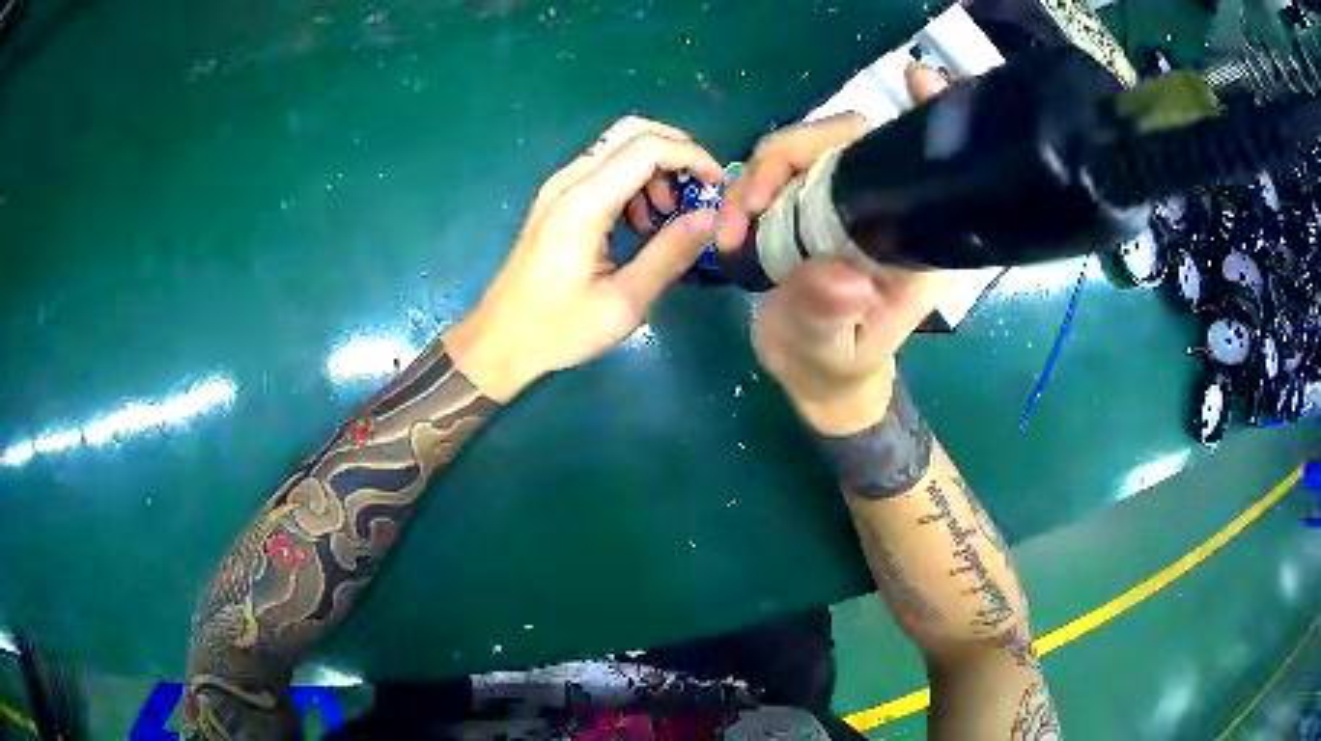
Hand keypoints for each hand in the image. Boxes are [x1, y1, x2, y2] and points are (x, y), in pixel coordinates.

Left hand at [445, 116, 723, 401]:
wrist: (500, 340)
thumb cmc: (558, 329)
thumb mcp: (624, 301)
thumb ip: (670, 254)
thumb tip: (711, 217)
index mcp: (584, 203)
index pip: (647, 147)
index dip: (691, 156)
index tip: (718, 185)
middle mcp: (568, 181)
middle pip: (631, 132)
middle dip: (675, 151)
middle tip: (698, 191)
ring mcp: (558, 187)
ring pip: (618, 147)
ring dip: (654, 169)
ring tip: (667, 218)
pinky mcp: (556, 199)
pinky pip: (603, 169)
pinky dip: (634, 181)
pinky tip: (640, 225)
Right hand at [724, 66, 952, 434]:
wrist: (816, 377)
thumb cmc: (833, 369)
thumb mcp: (828, 354)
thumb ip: (828, 317)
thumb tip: (841, 277)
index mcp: (915, 244)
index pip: (923, 166)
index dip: (923, 117)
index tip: (917, 79)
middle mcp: (888, 210)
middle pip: (848, 140)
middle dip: (788, 156)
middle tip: (743, 210)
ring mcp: (848, 201)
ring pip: (806, 150)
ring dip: (759, 175)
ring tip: (731, 231)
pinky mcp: (816, 202)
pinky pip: (782, 170)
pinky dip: (750, 186)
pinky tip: (735, 224)